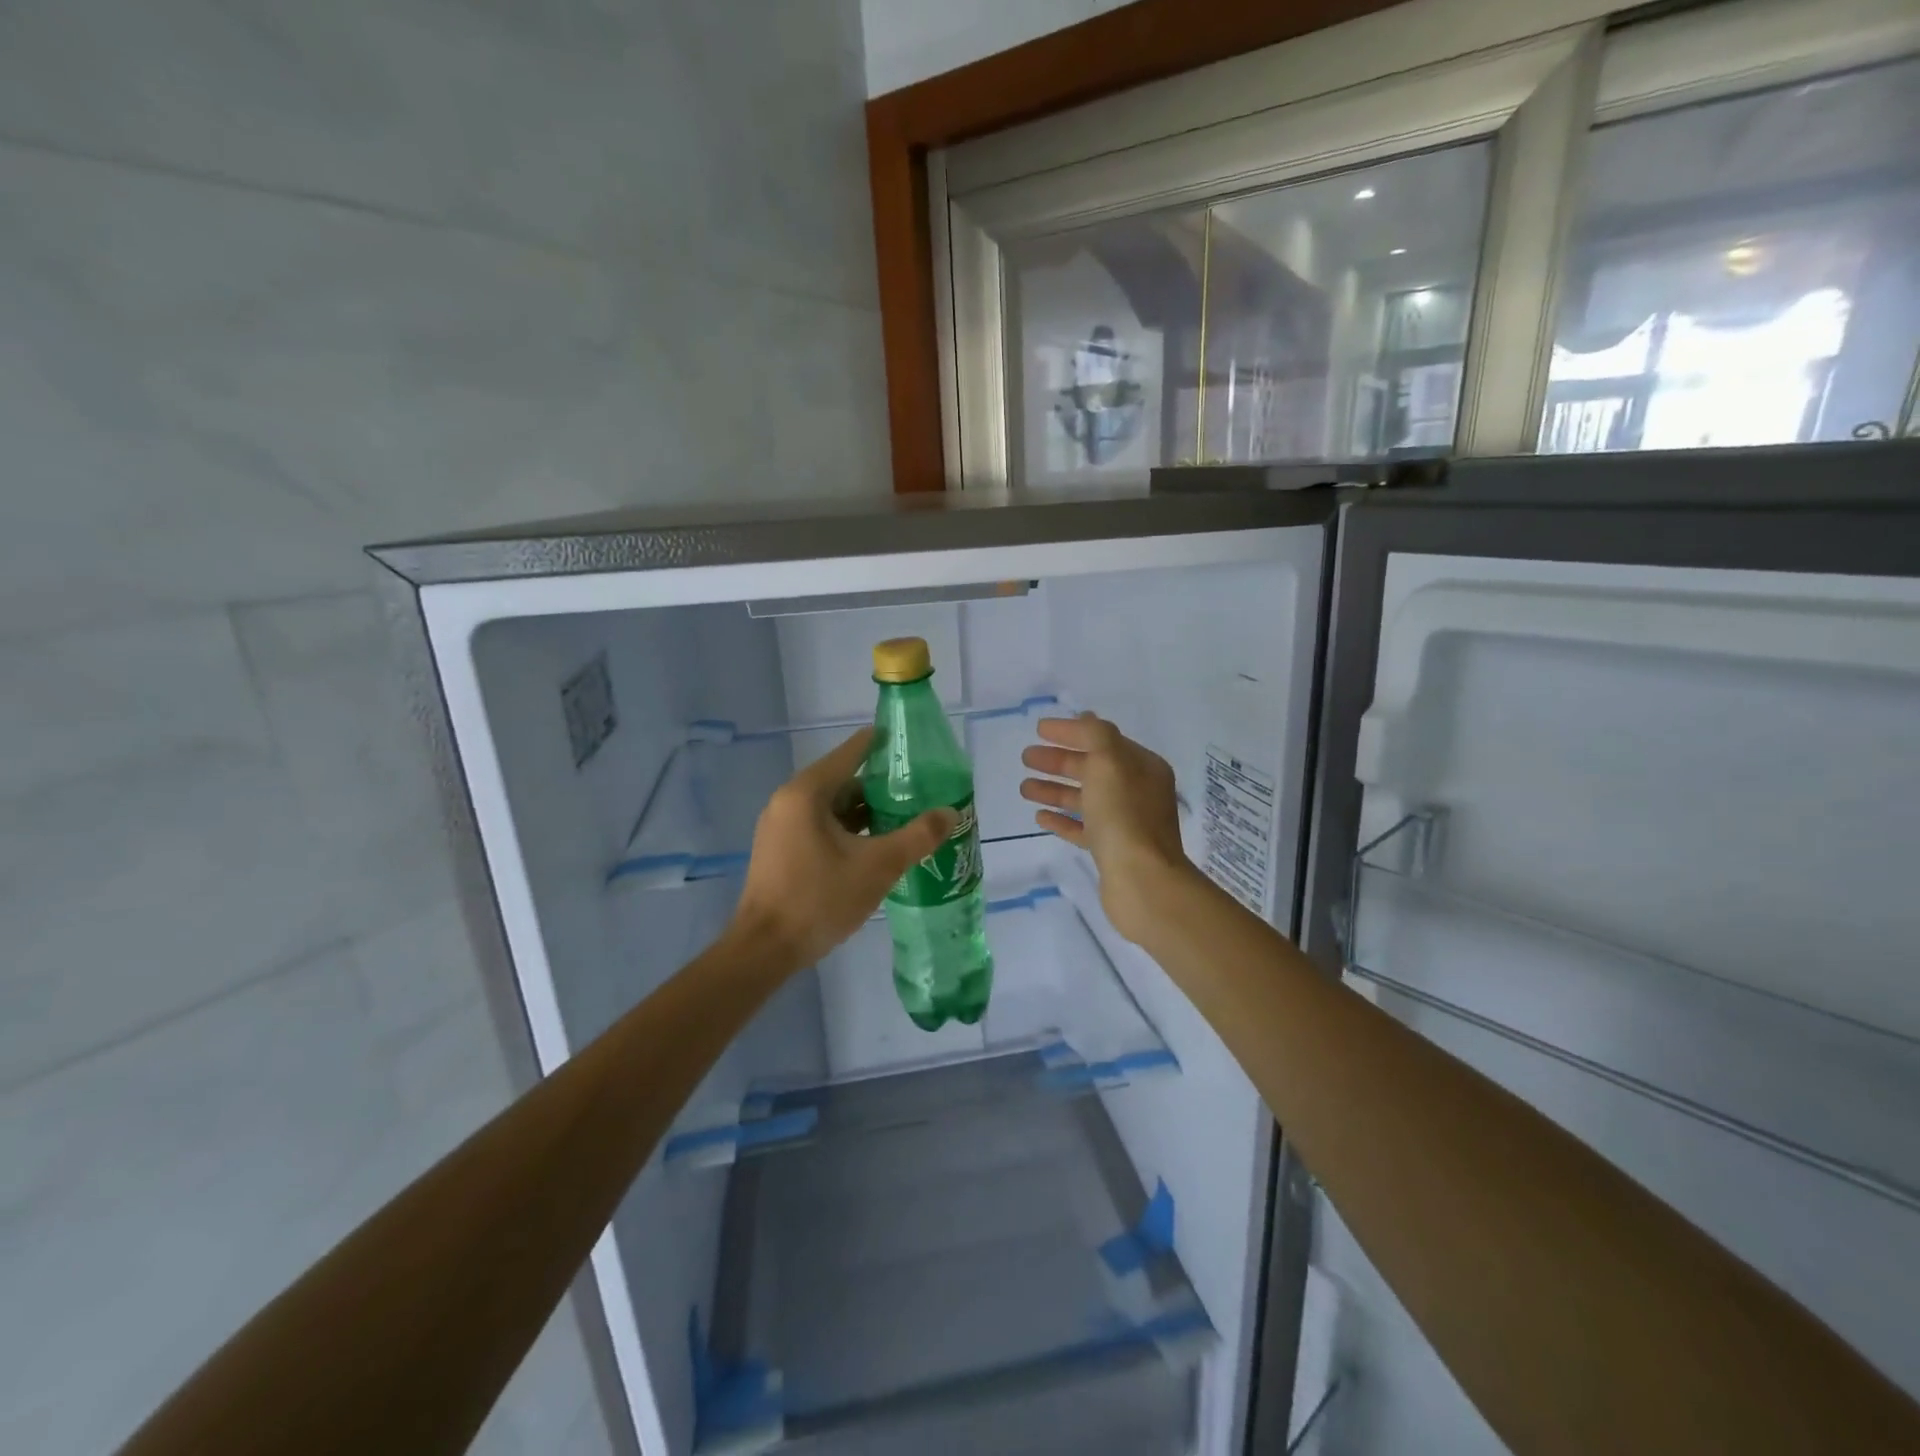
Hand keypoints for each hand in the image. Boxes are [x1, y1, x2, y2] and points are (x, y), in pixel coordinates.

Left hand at [732, 728, 955, 970]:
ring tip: (907, 817)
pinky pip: (822, 826)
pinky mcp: (781, 849)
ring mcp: (782, 826)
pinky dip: (850, 829)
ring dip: (867, 811)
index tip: (915, 746)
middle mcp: (790, 800)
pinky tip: (878, 844)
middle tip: (921, 790)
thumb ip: (917, 836)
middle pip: (844, 780)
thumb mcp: (877, 866)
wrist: (764, 950)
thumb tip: (951, 812)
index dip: (884, 745)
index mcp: (807, 791)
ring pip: (833, 807)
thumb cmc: (819, 899)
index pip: (852, 752)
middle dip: (882, 786)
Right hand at [1020, 714, 1193, 944]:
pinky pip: (1082, 828)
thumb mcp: (1109, 761)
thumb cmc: (1124, 815)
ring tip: (1024, 788)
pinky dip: (1062, 819)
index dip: (1071, 732)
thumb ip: (1094, 734)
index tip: (1038, 729)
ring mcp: (1125, 823)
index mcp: (1142, 767)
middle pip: (1091, 769)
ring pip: (1084, 799)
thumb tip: (1083, 719)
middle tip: (1026, 758)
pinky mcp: (1111, 851)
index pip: (1102, 740)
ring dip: (1054, 789)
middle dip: (1058, 761)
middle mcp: (1137, 792)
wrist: (1142, 881)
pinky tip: (1039, 816)